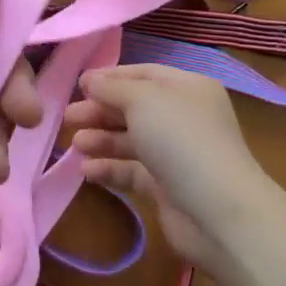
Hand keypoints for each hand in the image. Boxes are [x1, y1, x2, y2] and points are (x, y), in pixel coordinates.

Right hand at [65, 65, 276, 272]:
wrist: (218, 212)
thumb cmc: (181, 141)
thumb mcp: (143, 100)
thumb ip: (112, 87)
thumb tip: (89, 79)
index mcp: (187, 88)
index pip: (143, 73)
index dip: (110, 78)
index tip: (77, 85)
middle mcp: (183, 117)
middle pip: (134, 107)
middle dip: (100, 110)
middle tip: (67, 117)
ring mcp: (176, 154)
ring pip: (131, 139)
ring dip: (101, 139)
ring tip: (75, 143)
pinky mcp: (166, 187)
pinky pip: (132, 170)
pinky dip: (110, 168)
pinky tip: (86, 171)